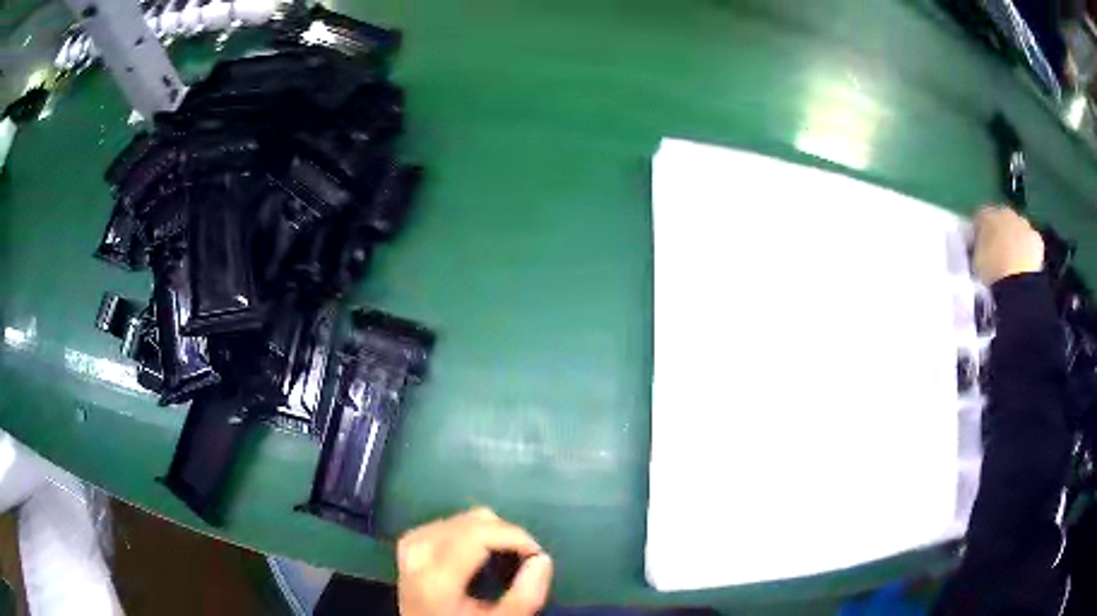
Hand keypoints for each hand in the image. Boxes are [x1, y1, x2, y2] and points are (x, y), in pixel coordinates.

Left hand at [397, 508, 552, 615]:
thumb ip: (524, 597)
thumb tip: (542, 559)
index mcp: (436, 576)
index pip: (479, 534)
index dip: (515, 536)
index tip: (536, 555)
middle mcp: (419, 552)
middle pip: (472, 521)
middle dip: (505, 534)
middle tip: (523, 559)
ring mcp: (411, 545)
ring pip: (461, 518)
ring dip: (489, 533)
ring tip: (502, 559)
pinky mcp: (410, 542)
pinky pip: (447, 522)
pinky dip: (470, 533)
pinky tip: (477, 553)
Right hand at [973, 205, 1043, 285]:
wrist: (1015, 282)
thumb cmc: (991, 272)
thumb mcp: (977, 261)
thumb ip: (978, 249)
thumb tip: (980, 251)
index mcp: (985, 214)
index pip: (980, 218)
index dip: (980, 233)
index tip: (980, 248)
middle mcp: (1004, 211)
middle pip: (1002, 219)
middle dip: (1002, 233)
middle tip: (999, 255)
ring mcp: (1023, 223)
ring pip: (1018, 229)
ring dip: (1016, 241)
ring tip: (1014, 264)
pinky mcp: (1036, 239)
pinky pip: (1032, 243)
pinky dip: (1029, 252)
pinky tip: (1026, 267)